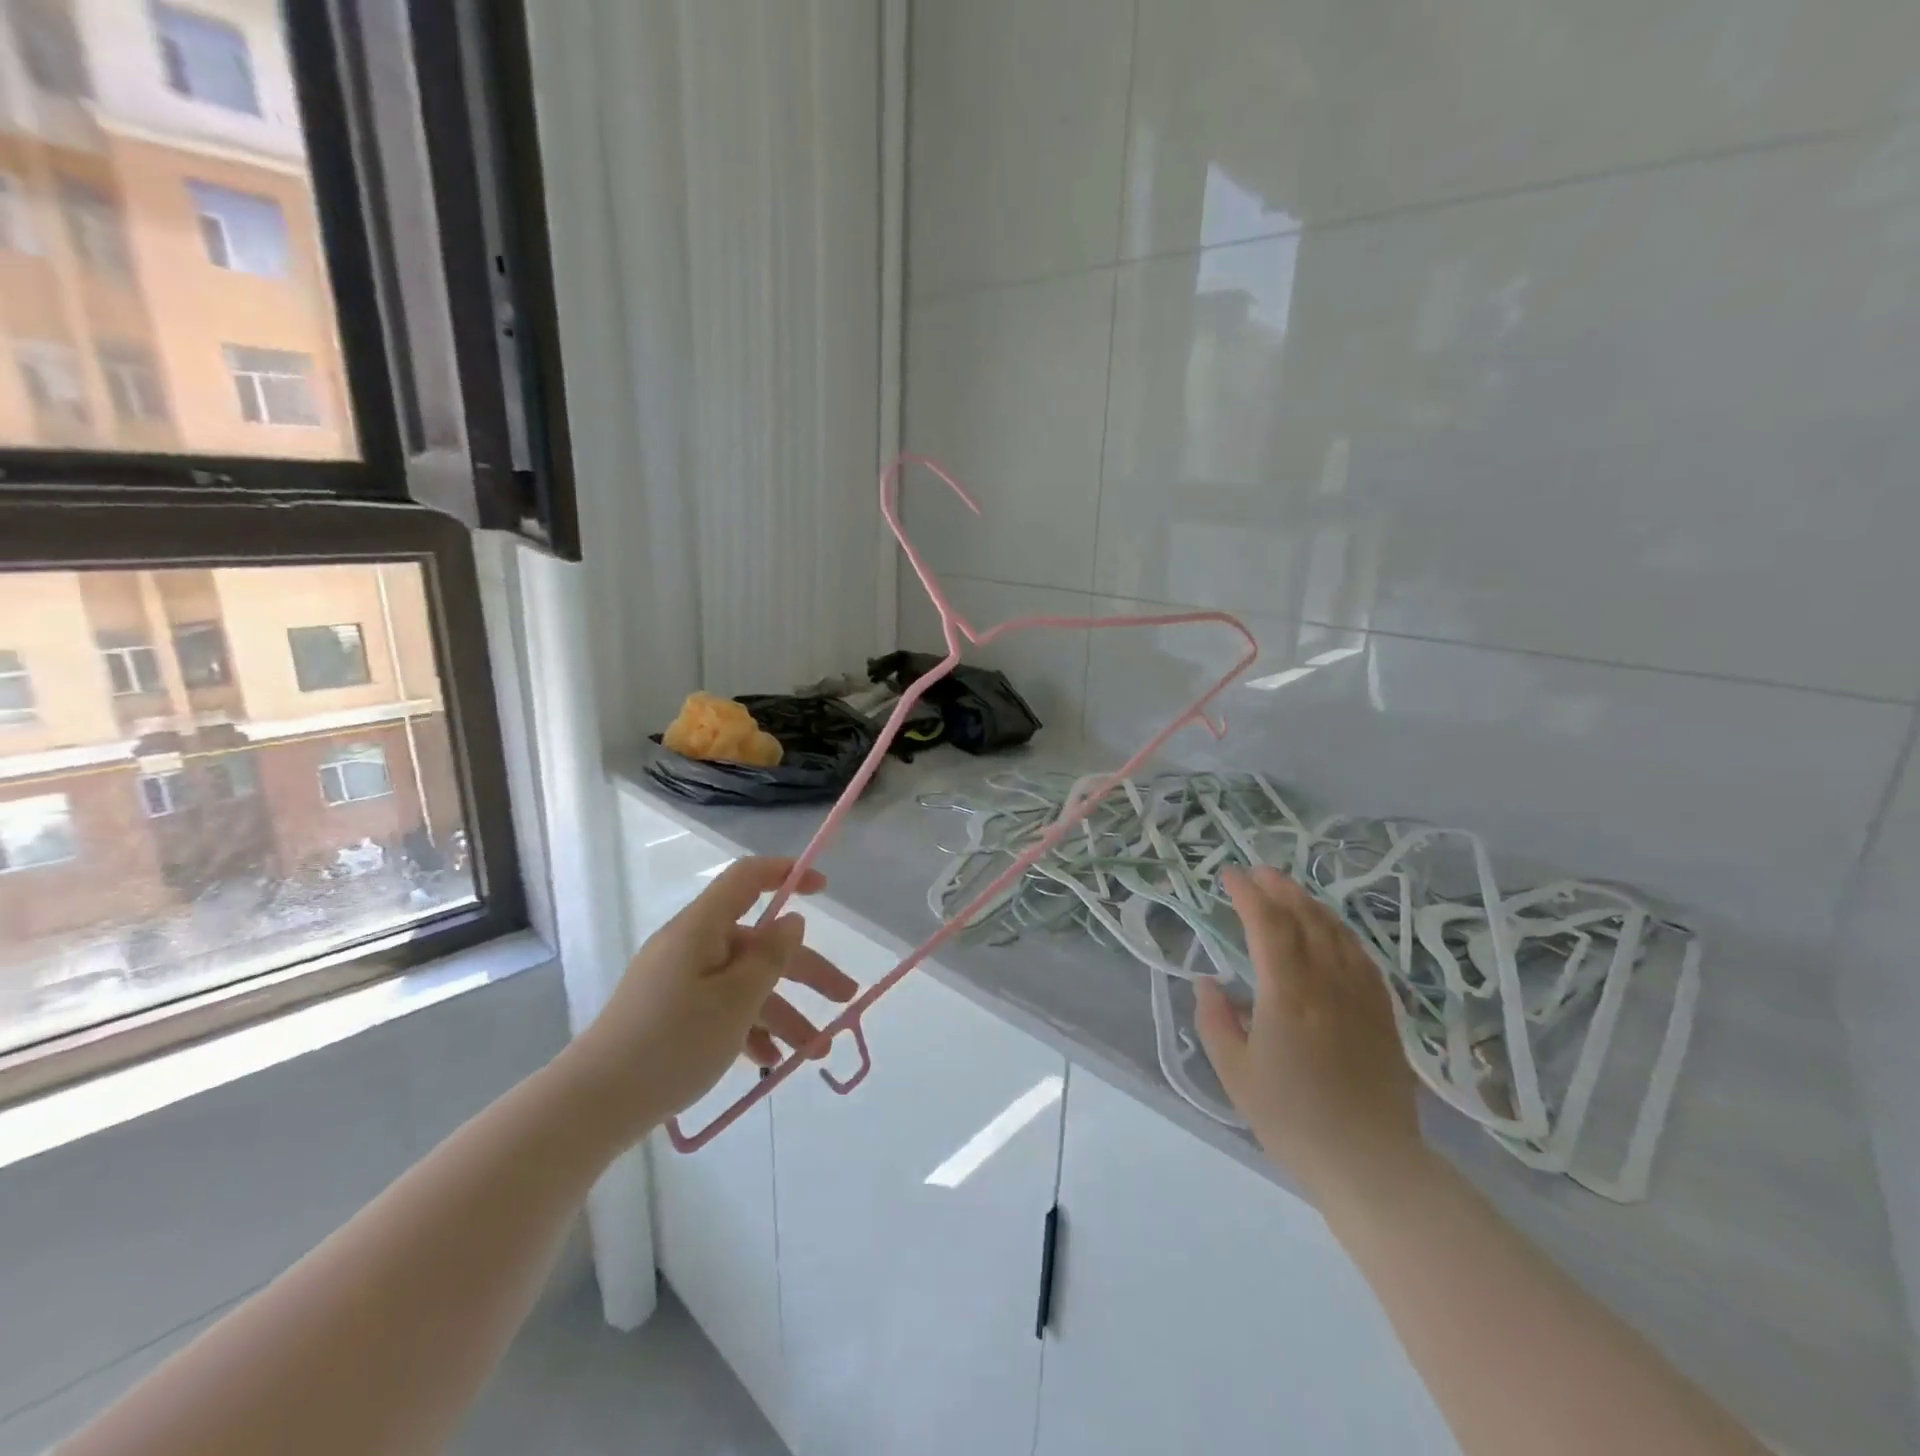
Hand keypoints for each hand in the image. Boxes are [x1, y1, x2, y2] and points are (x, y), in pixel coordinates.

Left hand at [563, 857, 857, 1141]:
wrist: (591, 1106)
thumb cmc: (671, 1043)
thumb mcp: (735, 1001)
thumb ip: (770, 958)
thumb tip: (791, 921)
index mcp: (701, 929)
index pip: (747, 879)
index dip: (786, 875)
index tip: (824, 889)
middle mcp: (691, 946)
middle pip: (759, 943)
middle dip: (806, 971)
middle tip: (845, 998)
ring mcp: (679, 982)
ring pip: (745, 984)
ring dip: (784, 1013)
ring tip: (816, 1052)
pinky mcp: (670, 1014)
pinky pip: (722, 1008)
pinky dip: (750, 1029)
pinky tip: (770, 1061)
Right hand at [1194, 865, 1429, 1207]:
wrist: (1370, 1164)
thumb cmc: (1292, 1119)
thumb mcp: (1235, 1073)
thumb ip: (1215, 1020)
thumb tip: (1207, 982)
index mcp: (1287, 994)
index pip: (1267, 925)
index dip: (1247, 894)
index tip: (1228, 876)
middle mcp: (1327, 984)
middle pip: (1305, 918)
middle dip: (1279, 888)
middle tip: (1258, 873)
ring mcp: (1360, 997)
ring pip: (1337, 932)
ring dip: (1310, 904)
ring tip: (1290, 892)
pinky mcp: (1383, 1015)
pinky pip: (1362, 958)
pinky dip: (1341, 933)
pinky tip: (1332, 932)